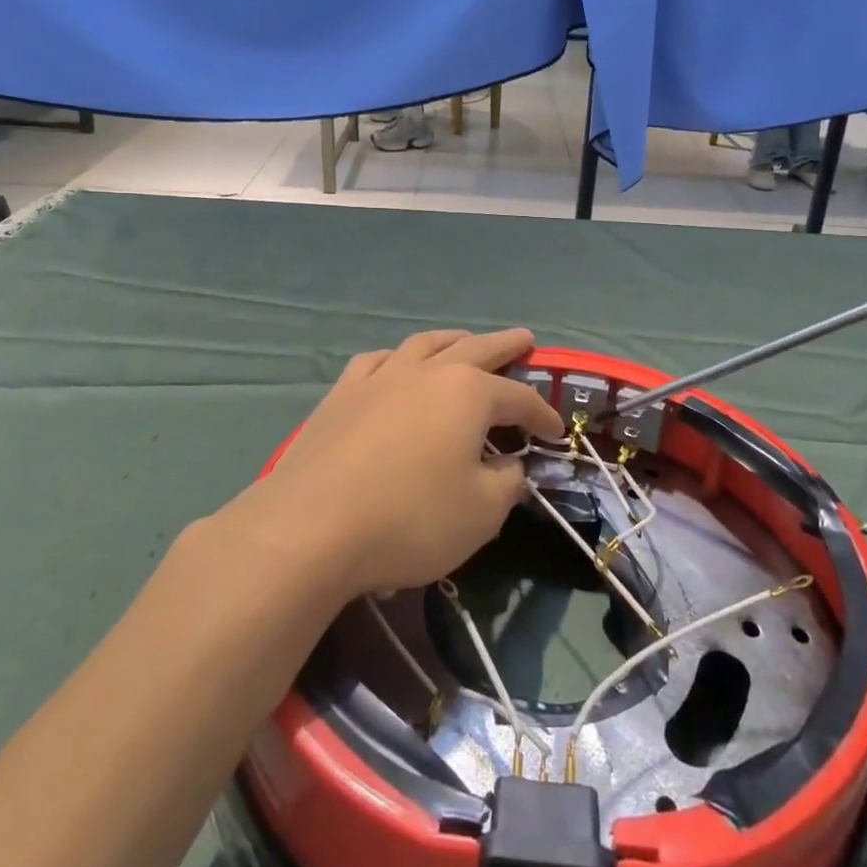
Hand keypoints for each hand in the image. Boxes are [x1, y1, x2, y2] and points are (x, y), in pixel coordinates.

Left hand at [244, 328, 564, 600]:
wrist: (310, 527)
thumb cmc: (409, 520)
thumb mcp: (480, 514)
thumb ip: (506, 484)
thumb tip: (509, 465)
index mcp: (468, 394)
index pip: (519, 398)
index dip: (542, 414)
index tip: (556, 432)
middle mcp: (427, 372)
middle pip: (477, 349)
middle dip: (506, 346)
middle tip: (525, 339)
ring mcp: (380, 377)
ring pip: (425, 344)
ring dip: (452, 340)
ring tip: (465, 340)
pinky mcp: (343, 393)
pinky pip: (378, 361)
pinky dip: (398, 358)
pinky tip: (397, 366)